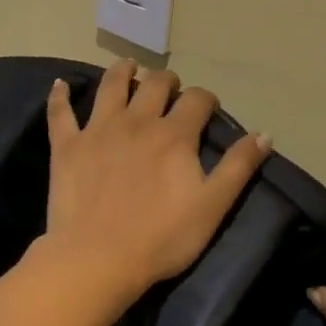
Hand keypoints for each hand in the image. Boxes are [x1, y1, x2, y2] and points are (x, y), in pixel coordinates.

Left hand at [41, 60, 271, 298]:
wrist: (98, 258)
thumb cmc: (161, 237)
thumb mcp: (212, 206)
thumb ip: (238, 167)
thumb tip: (265, 134)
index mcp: (174, 135)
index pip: (196, 100)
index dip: (205, 99)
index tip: (208, 108)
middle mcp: (137, 121)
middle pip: (154, 84)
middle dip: (167, 80)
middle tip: (169, 88)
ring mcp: (98, 129)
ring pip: (111, 86)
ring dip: (122, 71)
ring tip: (128, 67)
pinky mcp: (67, 145)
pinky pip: (61, 113)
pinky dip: (60, 96)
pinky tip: (61, 84)